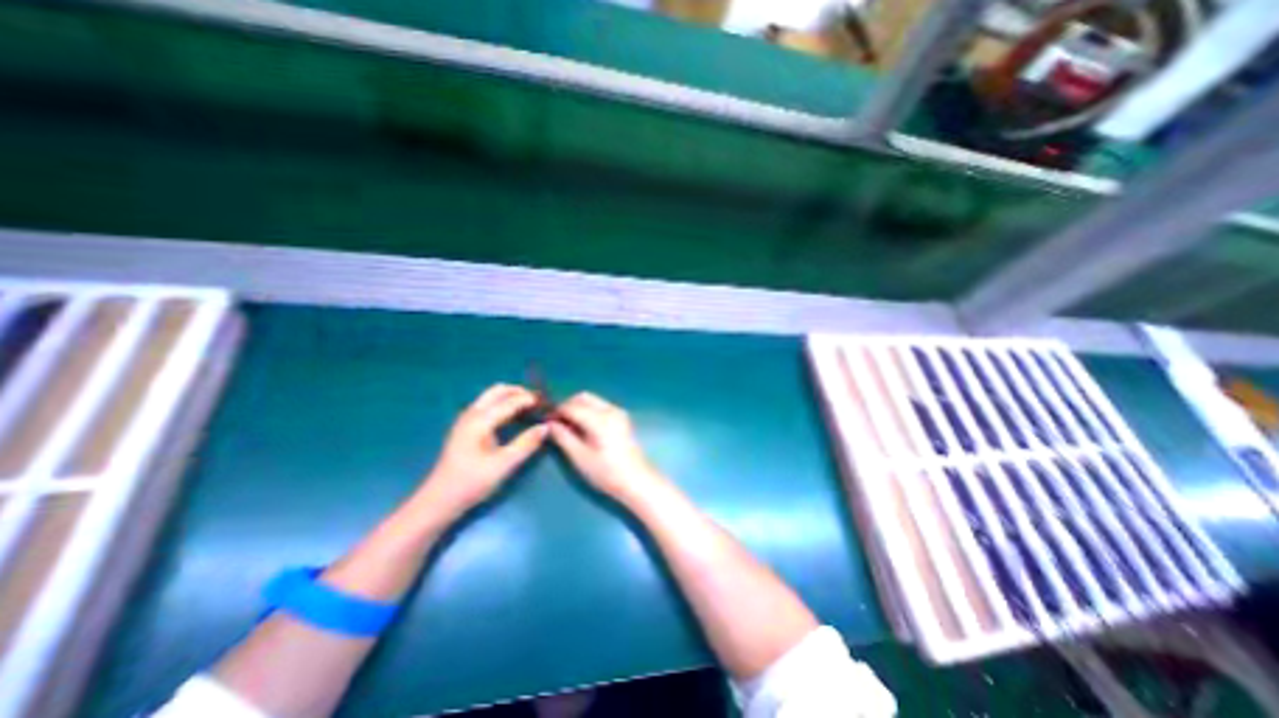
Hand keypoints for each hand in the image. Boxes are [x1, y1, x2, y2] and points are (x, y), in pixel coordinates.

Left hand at [414, 386, 542, 521]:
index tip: (549, 404)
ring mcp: (467, 419)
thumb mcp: (503, 465)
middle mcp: (472, 414)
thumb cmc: (470, 483)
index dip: (530, 399)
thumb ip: (526, 444)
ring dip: (512, 397)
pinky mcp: (466, 427)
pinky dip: (504, 405)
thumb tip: (546, 427)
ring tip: (530, 409)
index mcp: (480, 421)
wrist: (438, 501)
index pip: (510, 401)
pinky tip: (514, 418)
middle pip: (498, 390)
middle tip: (539, 403)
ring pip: (492, 397)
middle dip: (520, 392)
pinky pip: (488, 406)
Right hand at [549, 396, 669, 506]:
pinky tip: (584, 428)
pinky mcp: (622, 418)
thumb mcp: (579, 457)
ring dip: (578, 408)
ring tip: (569, 427)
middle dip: (568, 406)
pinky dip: (589, 411)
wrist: (636, 481)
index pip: (571, 406)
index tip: (545, 421)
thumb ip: (563, 437)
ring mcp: (618, 412)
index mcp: (599, 419)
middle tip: (556, 423)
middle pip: (583, 397)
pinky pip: (600, 406)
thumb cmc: (606, 472)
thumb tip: (549, 424)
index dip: (556, 412)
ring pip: (592, 400)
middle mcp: (610, 409)